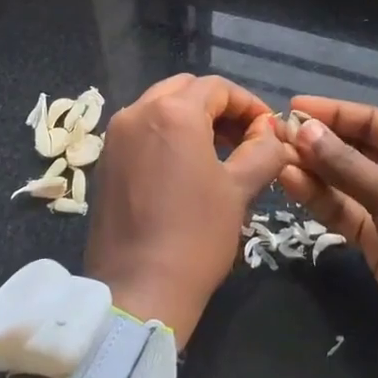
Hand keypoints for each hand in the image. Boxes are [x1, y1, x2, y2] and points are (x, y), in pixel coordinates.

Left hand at [84, 74, 291, 345]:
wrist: (139, 289)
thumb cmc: (197, 235)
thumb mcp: (240, 190)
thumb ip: (262, 150)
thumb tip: (272, 133)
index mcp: (173, 112)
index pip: (217, 88)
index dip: (248, 104)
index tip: (268, 129)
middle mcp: (138, 112)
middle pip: (185, 90)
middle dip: (218, 107)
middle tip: (245, 137)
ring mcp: (116, 136)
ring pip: (160, 108)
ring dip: (192, 119)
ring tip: (219, 152)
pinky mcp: (105, 161)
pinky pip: (141, 131)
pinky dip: (167, 135)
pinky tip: (186, 167)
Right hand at [278, 97, 377, 374]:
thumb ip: (345, 164)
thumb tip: (303, 129)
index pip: (372, 121)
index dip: (333, 113)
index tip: (293, 106)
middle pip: (356, 149)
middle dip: (319, 142)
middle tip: (276, 134)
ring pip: (345, 181)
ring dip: (314, 170)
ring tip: (276, 157)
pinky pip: (345, 211)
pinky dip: (320, 199)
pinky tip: (292, 183)